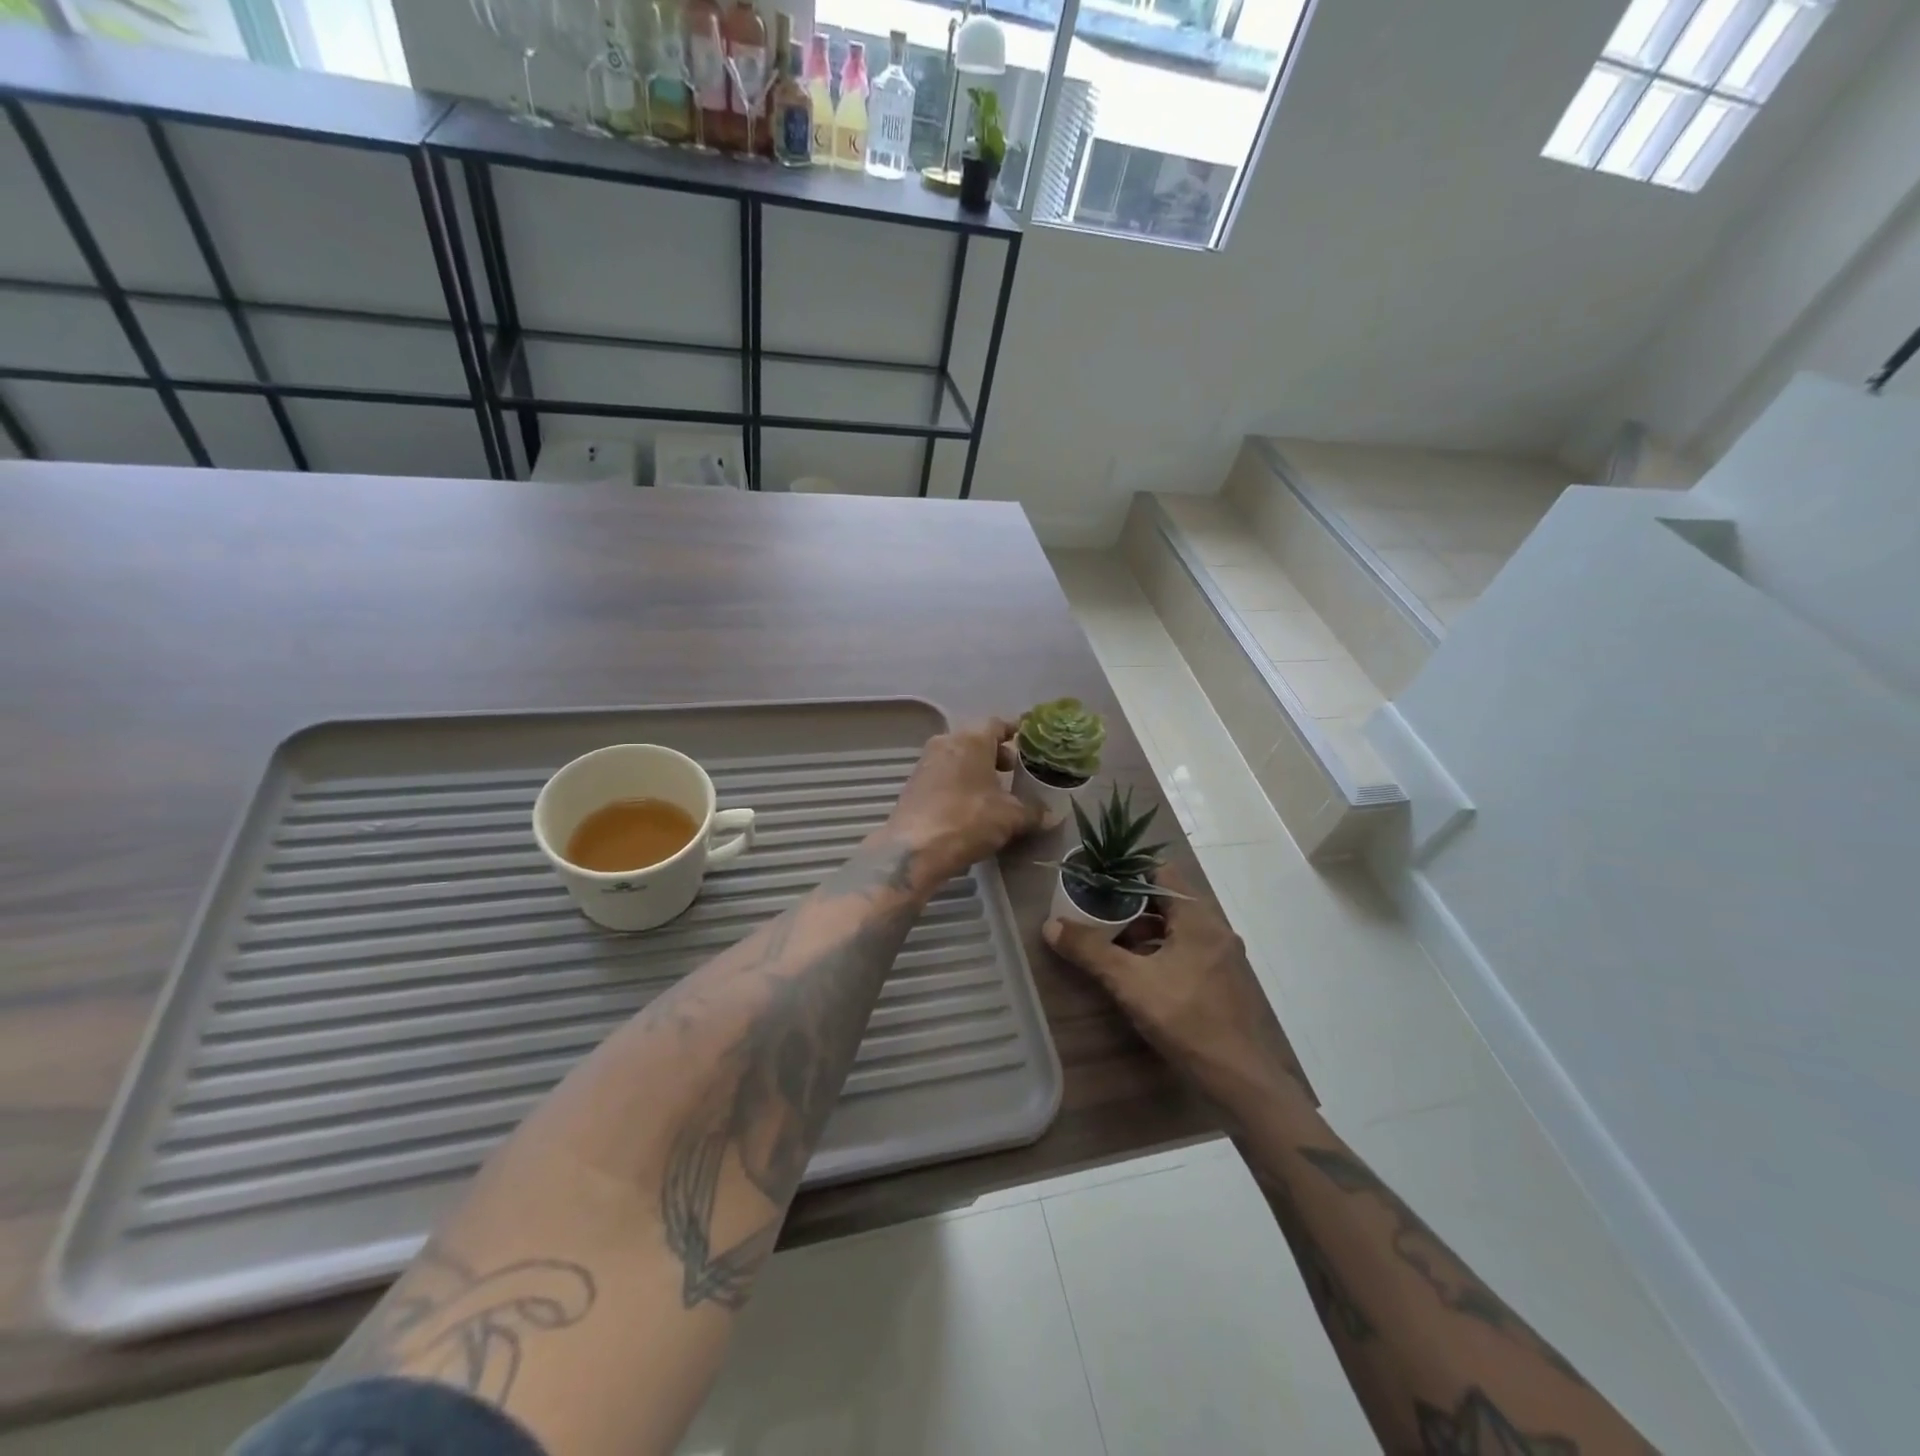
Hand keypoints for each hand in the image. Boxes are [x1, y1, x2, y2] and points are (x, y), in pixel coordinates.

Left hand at [885, 719, 1042, 887]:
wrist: (915, 850)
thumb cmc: (968, 820)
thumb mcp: (1010, 817)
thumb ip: (1033, 812)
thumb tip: (1050, 816)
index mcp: (971, 740)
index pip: (996, 724)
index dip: (1013, 731)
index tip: (1026, 740)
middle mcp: (946, 743)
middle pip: (975, 740)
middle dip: (995, 753)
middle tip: (1012, 770)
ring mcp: (925, 763)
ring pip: (957, 757)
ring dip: (975, 769)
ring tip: (993, 791)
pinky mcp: (913, 785)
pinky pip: (943, 775)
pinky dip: (959, 782)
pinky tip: (970, 805)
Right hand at [1044, 868, 1309, 1110]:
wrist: (1239, 1078)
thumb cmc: (1185, 1019)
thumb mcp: (1129, 983)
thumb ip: (1090, 950)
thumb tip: (1050, 926)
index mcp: (1198, 918)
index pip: (1161, 871)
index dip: (1127, 871)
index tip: (1097, 881)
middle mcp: (1215, 928)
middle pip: (1168, 898)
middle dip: (1131, 903)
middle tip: (1097, 910)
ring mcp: (1223, 955)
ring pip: (1178, 926)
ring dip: (1145, 928)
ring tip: (1111, 941)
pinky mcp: (1223, 980)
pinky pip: (1188, 949)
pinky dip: (1161, 949)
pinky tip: (1139, 970)